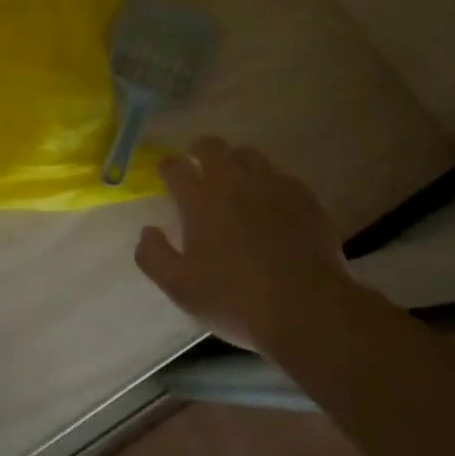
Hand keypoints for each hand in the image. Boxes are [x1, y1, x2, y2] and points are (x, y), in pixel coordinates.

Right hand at [134, 136, 355, 350]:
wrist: (307, 309)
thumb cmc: (234, 299)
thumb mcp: (179, 287)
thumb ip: (153, 255)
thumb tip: (147, 231)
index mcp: (200, 198)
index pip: (175, 166)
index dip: (167, 167)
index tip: (166, 175)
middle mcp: (234, 181)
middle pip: (212, 146)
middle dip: (198, 151)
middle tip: (196, 167)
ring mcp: (272, 185)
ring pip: (248, 154)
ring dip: (234, 161)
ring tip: (233, 180)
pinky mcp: (304, 198)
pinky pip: (280, 176)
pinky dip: (268, 182)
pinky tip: (270, 201)